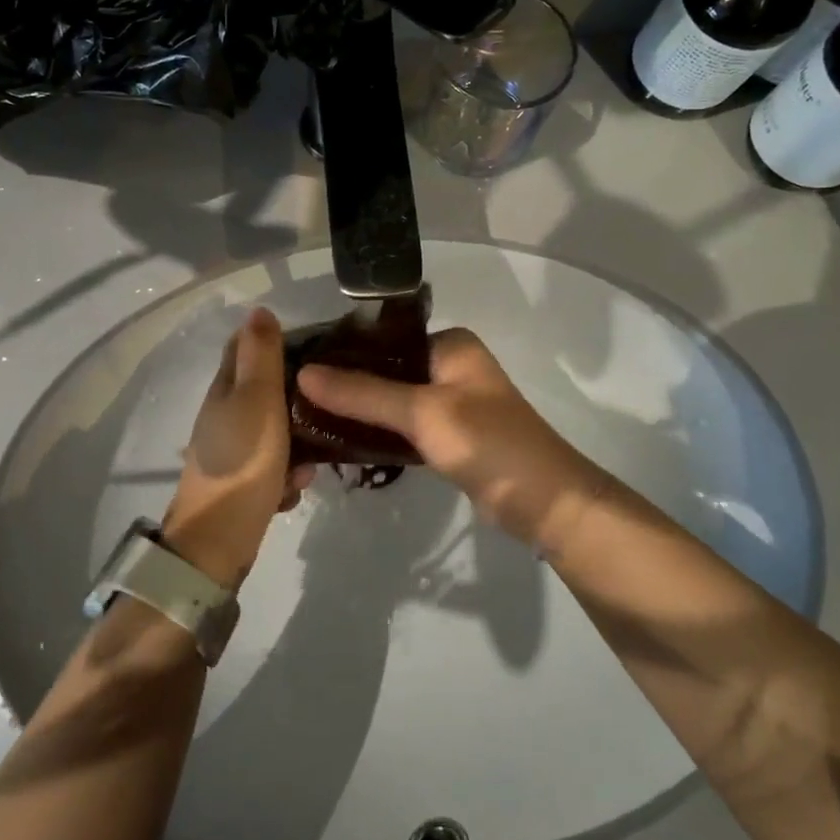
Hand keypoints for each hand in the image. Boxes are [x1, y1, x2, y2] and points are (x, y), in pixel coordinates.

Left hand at [163, 307, 313, 589]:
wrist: (219, 540)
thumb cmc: (243, 462)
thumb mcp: (257, 400)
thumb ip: (261, 357)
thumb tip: (259, 309)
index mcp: (224, 389)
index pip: (244, 347)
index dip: (275, 338)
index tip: (315, 341)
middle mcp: (224, 414)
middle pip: (264, 389)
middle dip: (297, 392)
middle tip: (330, 398)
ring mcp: (233, 450)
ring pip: (275, 429)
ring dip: (299, 439)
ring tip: (317, 454)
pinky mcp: (244, 481)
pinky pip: (275, 465)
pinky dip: (289, 473)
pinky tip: (298, 485)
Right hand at [297, 328, 612, 547]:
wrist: (544, 502)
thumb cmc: (487, 443)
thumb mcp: (422, 413)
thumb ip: (362, 393)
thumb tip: (303, 373)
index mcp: (449, 344)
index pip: (383, 337)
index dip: (342, 351)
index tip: (297, 366)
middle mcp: (449, 365)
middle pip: (385, 369)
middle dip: (345, 384)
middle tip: (295, 397)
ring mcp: (450, 402)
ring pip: (391, 399)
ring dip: (358, 410)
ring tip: (307, 418)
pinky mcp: (448, 436)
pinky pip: (402, 426)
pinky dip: (377, 432)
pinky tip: (340, 441)